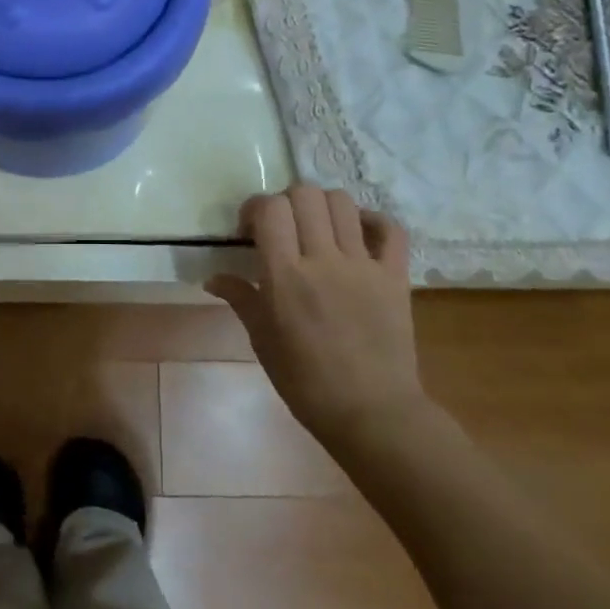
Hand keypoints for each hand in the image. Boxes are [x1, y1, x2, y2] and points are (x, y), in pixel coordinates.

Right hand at [205, 184, 424, 446]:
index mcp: (286, 277)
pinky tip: (357, 234)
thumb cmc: (307, 383)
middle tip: (282, 228)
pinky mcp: (395, 276)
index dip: (255, 207)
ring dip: (322, 205)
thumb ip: (241, 299)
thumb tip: (213, 277)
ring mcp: (364, 265)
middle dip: (286, 201)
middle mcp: (324, 260)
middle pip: (305, 194)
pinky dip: (372, 221)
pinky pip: (390, 228)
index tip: (249, 231)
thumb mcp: (263, 341)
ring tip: (316, 228)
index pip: (270, 208)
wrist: (373, 414)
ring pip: (343, 202)